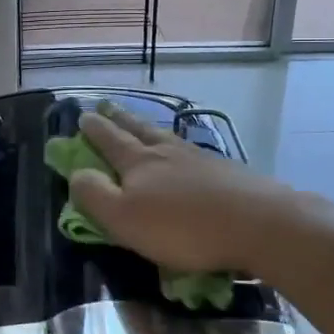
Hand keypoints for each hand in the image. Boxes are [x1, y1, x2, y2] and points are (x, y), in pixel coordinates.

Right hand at [70, 103, 301, 277]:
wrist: (257, 222)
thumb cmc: (183, 227)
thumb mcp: (125, 219)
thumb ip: (95, 195)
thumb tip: (76, 172)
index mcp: (139, 162)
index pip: (109, 140)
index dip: (94, 129)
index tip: (83, 115)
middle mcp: (167, 151)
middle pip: (139, 130)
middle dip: (120, 119)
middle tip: (108, 106)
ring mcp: (199, 158)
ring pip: (167, 138)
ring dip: (149, 129)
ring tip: (144, 125)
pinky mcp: (225, 171)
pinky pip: (191, 152)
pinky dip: (179, 147)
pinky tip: (185, 152)